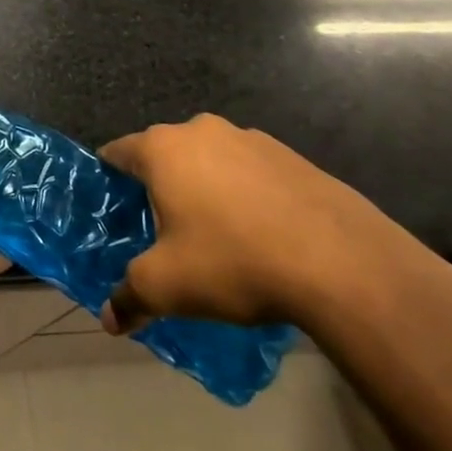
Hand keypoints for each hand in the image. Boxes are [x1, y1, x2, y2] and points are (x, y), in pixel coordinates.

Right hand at [98, 115, 451, 337]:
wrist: (344, 264)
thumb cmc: (234, 262)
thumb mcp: (167, 287)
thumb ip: (129, 297)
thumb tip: (109, 320)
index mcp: (162, 148)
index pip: (115, 153)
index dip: (107, 183)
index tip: (112, 215)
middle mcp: (201, 130)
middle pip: (163, 155)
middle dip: (157, 188)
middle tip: (160, 232)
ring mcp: (251, 139)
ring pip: (209, 161)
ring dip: (203, 189)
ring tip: (214, 237)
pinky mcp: (292, 157)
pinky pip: (249, 172)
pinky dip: (244, 195)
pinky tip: (260, 236)